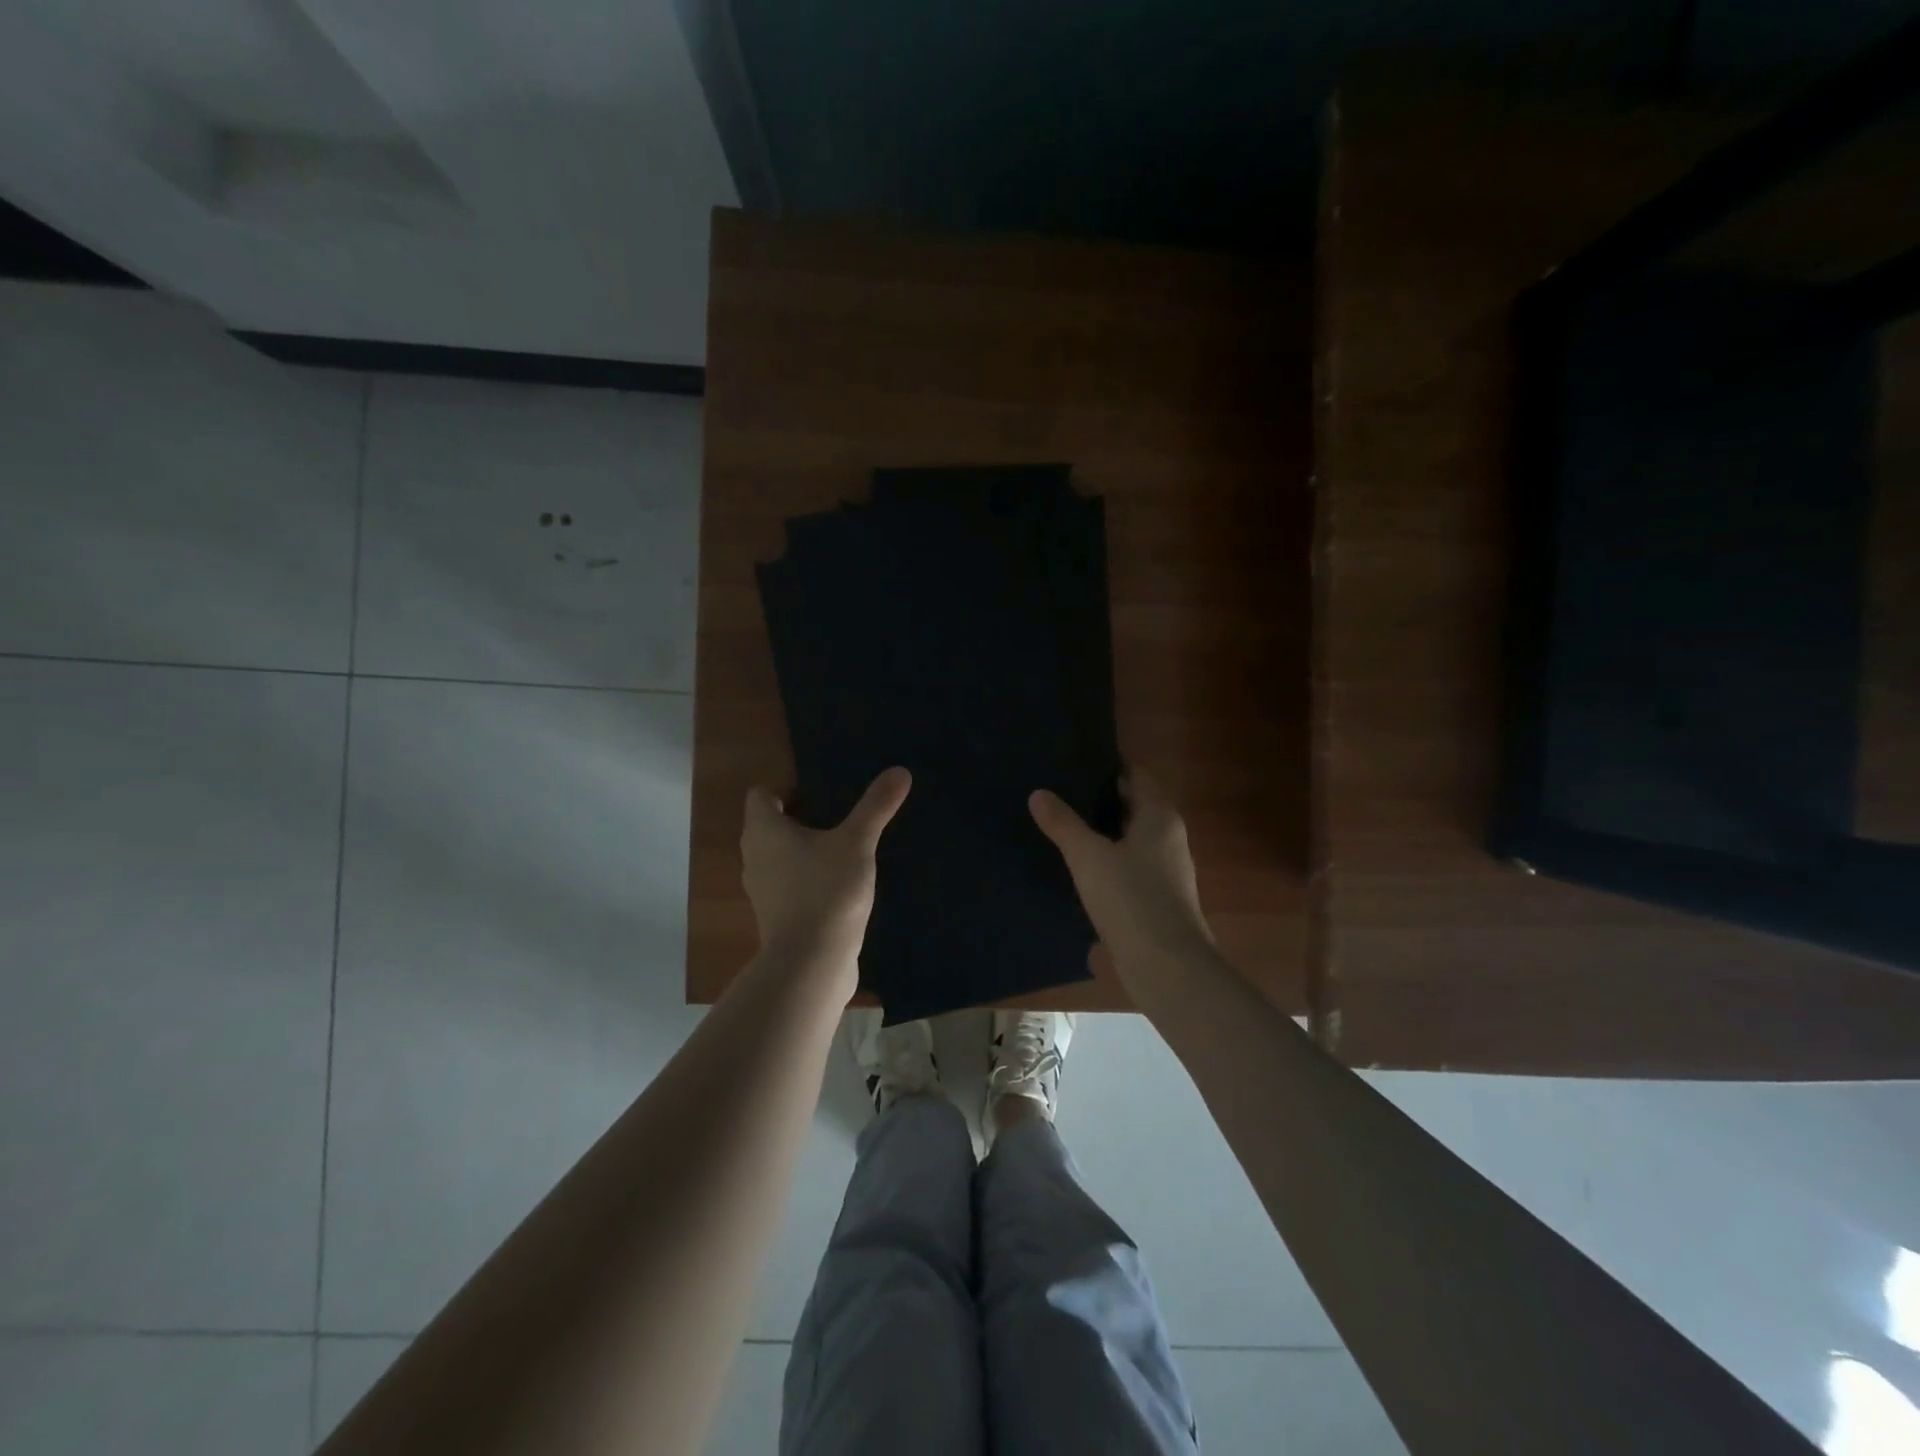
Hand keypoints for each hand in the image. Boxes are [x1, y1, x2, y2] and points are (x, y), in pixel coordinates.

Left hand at [741, 768, 910, 987]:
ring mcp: (762, 890)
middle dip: (801, 818)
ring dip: (804, 850)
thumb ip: (876, 806)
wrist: (812, 962)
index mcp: (763, 830)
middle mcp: (754, 856)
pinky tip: (839, 884)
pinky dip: (807, 878)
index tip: (823, 794)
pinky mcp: (775, 917)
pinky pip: (788, 885)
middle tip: (839, 815)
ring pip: (779, 857)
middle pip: (770, 825)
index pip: (762, 795)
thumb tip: (900, 771)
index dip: (788, 788)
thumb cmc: (827, 890)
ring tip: (842, 848)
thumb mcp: (857, 842)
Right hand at [1030, 771, 1216, 981]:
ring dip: (1101, 831)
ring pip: (1129, 838)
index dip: (1107, 765)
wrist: (1168, 968)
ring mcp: (1165, 870)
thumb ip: (1063, 824)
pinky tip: (1077, 867)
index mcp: (1159, 816)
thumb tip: (1039, 793)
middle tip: (1057, 788)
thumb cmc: (1132, 900)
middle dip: (1099, 797)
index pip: (1135, 774)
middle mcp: (1168, 837)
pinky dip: (1106, 860)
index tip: (1073, 760)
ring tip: (1060, 824)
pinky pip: (1128, 866)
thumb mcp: (1088, 857)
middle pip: (1133, 805)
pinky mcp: (1156, 899)